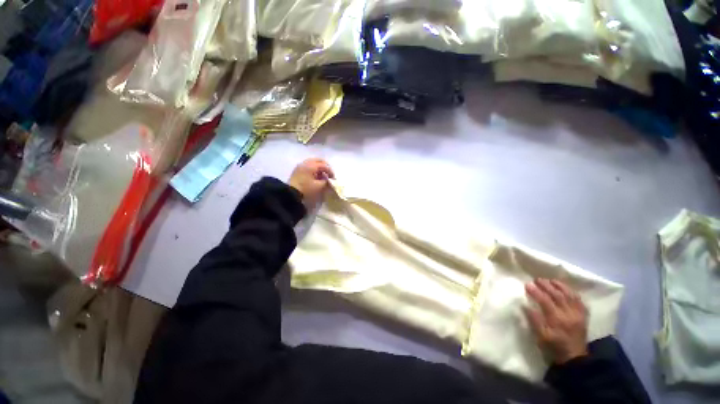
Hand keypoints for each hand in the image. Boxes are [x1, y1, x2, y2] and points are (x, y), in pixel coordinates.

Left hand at [288, 158, 334, 209]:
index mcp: (311, 166)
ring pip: (313, 162)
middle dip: (325, 166)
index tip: (333, 178)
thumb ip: (326, 182)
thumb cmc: (306, 189)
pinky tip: (315, 176)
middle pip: (318, 160)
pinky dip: (314, 169)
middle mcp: (306, 163)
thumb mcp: (319, 187)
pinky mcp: (297, 170)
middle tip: (329, 174)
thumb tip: (329, 179)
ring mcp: (300, 165)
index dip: (330, 171)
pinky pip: (308, 165)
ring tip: (322, 176)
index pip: (324, 165)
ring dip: (319, 167)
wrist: (291, 194)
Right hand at [525, 278, 588, 363]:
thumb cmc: (554, 346)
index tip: (527, 284)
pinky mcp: (583, 316)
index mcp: (557, 319)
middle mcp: (569, 314)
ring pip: (569, 295)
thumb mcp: (541, 336)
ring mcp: (578, 314)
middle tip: (537, 279)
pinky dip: (572, 292)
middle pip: (557, 295)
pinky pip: (579, 300)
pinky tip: (566, 289)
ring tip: (550, 280)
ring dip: (559, 286)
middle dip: (546, 285)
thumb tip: (525, 305)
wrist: (575, 358)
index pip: (545, 301)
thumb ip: (534, 320)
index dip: (536, 291)